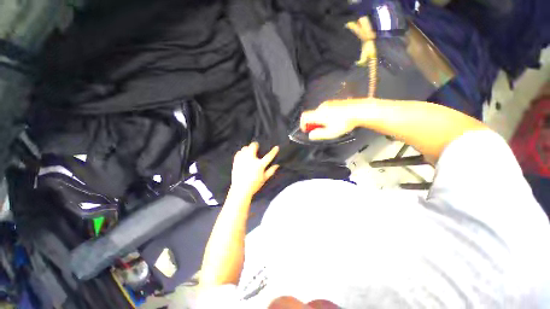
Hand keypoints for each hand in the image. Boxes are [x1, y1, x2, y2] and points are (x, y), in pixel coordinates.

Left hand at [229, 142, 278, 198]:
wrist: (240, 190)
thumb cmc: (254, 185)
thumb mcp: (264, 179)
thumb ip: (271, 171)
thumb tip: (277, 165)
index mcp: (259, 165)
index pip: (269, 156)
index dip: (273, 151)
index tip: (276, 147)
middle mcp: (251, 160)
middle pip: (253, 146)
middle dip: (255, 145)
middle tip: (257, 148)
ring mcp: (242, 160)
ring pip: (245, 148)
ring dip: (248, 149)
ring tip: (250, 152)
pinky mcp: (236, 161)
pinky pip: (239, 152)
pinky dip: (242, 153)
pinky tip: (243, 156)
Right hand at [300, 99, 366, 139]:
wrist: (359, 110)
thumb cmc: (344, 123)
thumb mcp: (330, 133)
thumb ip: (318, 134)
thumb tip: (310, 135)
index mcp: (318, 114)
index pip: (304, 117)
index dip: (302, 124)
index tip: (306, 130)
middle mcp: (321, 107)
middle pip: (311, 115)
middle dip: (312, 124)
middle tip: (319, 131)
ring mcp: (328, 103)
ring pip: (318, 113)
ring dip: (319, 120)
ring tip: (328, 126)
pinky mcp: (334, 102)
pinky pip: (325, 110)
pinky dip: (325, 116)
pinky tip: (334, 120)